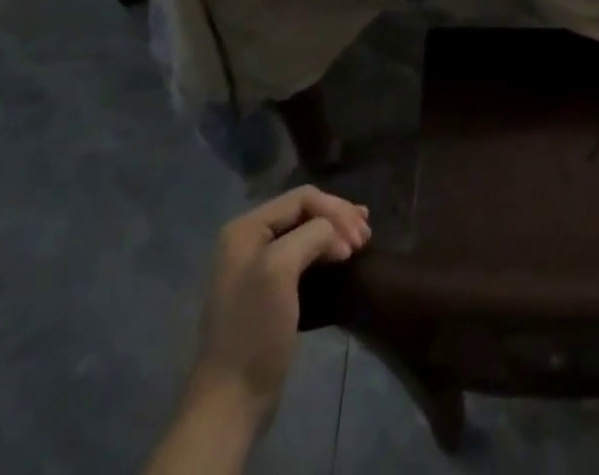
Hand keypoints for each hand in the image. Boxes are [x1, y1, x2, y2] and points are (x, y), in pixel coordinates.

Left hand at [192, 186, 370, 412]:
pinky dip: (327, 249)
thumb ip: (312, 235)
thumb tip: (337, 237)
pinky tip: (344, 254)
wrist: (232, 400)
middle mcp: (249, 238)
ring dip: (337, 231)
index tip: (358, 241)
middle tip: (367, 237)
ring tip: (364, 239)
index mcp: (246, 228)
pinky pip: (304, 254)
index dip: (335, 212)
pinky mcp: (270, 289)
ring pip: (308, 231)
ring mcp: (258, 264)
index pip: (303, 198)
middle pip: (306, 211)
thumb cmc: (255, 329)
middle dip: (339, 219)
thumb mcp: (281, 269)